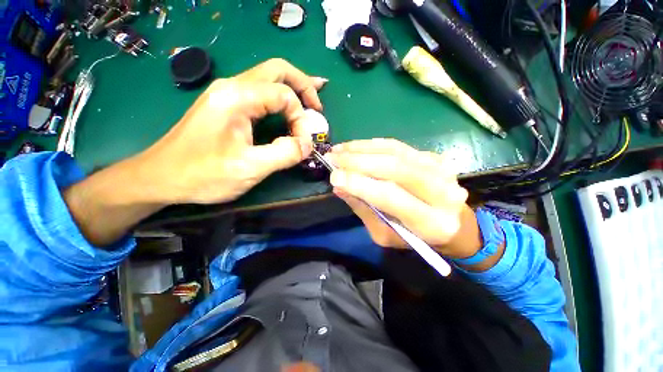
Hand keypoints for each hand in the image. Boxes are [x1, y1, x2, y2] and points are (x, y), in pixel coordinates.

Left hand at [133, 58, 327, 203]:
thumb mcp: (249, 168)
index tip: (302, 144)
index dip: (301, 120)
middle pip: (278, 70)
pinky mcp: (227, 105)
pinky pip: (260, 93)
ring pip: (269, 78)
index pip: (284, 96)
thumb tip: (306, 145)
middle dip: (304, 85)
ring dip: (294, 88)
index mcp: (237, 97)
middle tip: (319, 105)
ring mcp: (228, 94)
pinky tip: (289, 106)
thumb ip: (284, 154)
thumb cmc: (201, 174)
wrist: (161, 177)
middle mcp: (233, 87)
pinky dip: (280, 97)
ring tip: (313, 100)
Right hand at [327, 138, 482, 259]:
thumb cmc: (415, 236)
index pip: (390, 196)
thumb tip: (340, 186)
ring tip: (339, 149)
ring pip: (394, 151)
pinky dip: (373, 144)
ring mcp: (439, 168)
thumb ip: (363, 209)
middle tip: (332, 158)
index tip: (334, 177)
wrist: (451, 222)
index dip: (360, 184)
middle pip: (394, 168)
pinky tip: (355, 146)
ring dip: (361, 148)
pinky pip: (398, 146)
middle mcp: (441, 191)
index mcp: (430, 222)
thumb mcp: (385, 233)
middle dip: (357, 161)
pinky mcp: (433, 156)